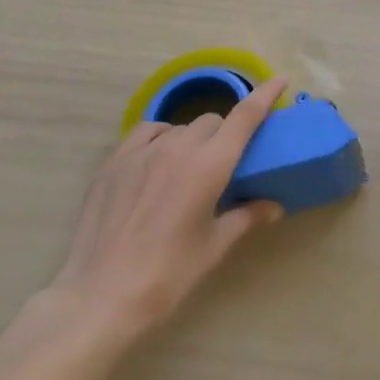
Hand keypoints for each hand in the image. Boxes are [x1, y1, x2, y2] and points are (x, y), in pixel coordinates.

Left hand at [41, 79, 286, 348]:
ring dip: (193, 139)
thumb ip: (245, 217)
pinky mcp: (115, 162)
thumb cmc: (166, 276)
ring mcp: (143, 151)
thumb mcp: (213, 248)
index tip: (281, 80)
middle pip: (213, 121)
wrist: (98, 299)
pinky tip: (158, 158)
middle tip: (224, 164)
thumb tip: (273, 206)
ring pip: (181, 127)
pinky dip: (161, 137)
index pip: (245, 116)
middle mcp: (179, 147)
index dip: (265, 94)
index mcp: (210, 165)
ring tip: (187, 169)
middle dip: (225, 135)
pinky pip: (147, 132)